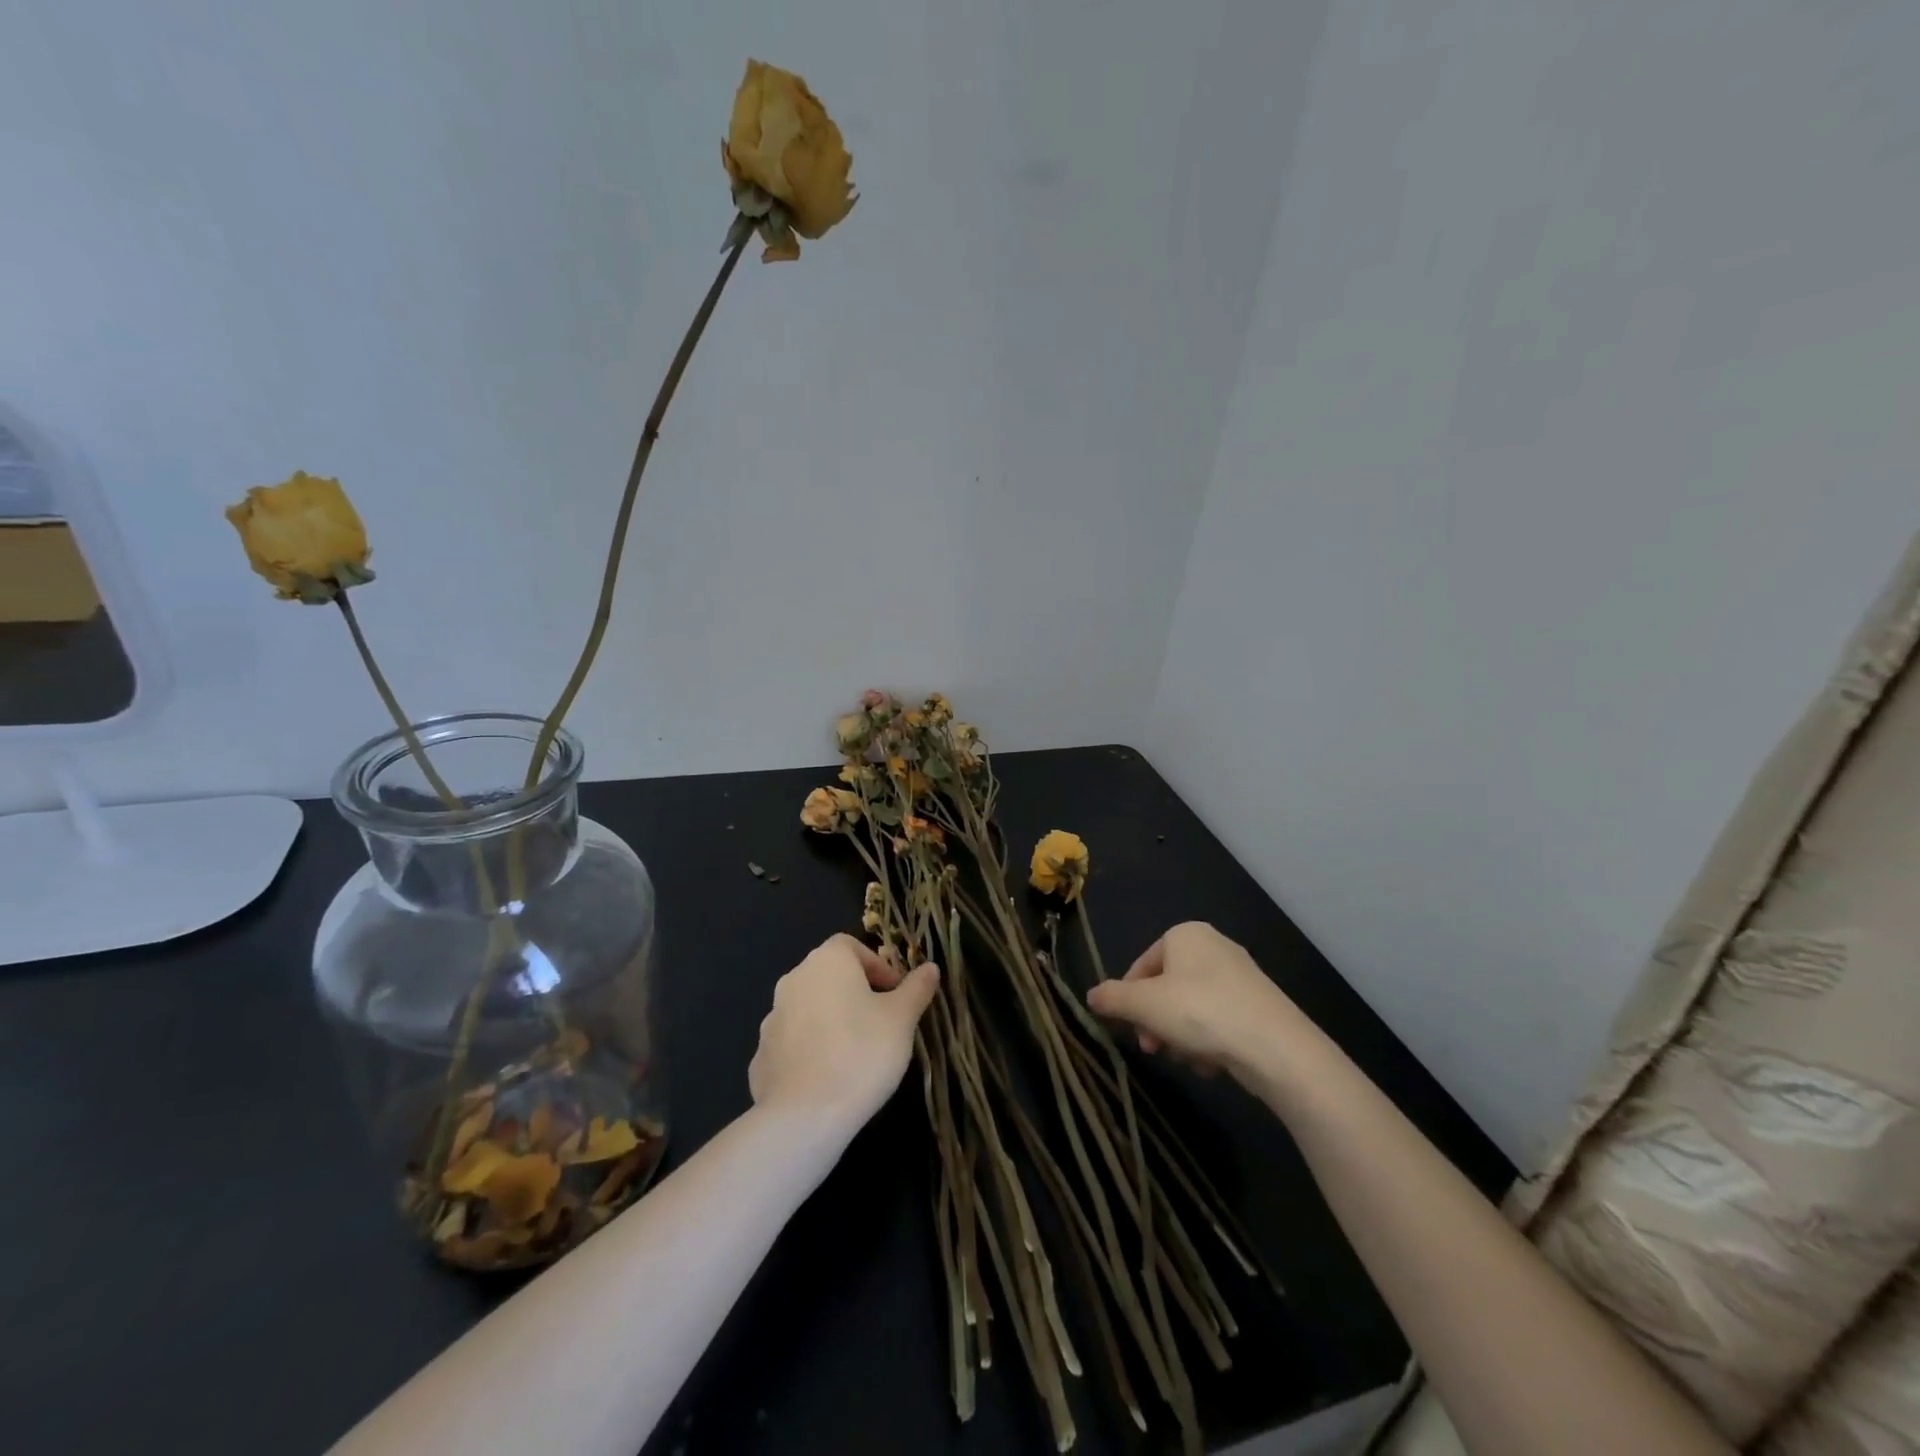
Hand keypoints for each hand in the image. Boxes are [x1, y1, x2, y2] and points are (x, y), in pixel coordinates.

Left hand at [749, 933, 939, 1130]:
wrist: (803, 1116)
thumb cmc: (861, 1053)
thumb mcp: (902, 1019)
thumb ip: (916, 989)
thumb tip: (930, 968)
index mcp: (827, 961)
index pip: (852, 946)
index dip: (877, 966)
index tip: (896, 994)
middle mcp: (794, 979)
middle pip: (830, 974)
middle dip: (856, 992)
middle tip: (882, 1022)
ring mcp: (773, 1017)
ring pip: (811, 1007)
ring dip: (833, 1019)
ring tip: (857, 1052)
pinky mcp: (762, 1054)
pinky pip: (794, 1041)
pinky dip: (812, 1048)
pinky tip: (829, 1077)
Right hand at [1086, 922, 1306, 1081]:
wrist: (1276, 1047)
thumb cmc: (1200, 1012)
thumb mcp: (1143, 1005)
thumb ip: (1112, 998)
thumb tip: (1090, 995)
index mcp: (1185, 934)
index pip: (1142, 965)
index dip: (1129, 999)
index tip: (1129, 1029)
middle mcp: (1214, 945)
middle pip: (1167, 987)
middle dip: (1156, 1020)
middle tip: (1153, 1048)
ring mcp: (1241, 975)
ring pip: (1192, 1007)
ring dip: (1181, 1035)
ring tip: (1186, 1059)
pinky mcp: (1260, 1004)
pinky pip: (1220, 1019)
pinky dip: (1210, 1040)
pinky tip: (1212, 1064)